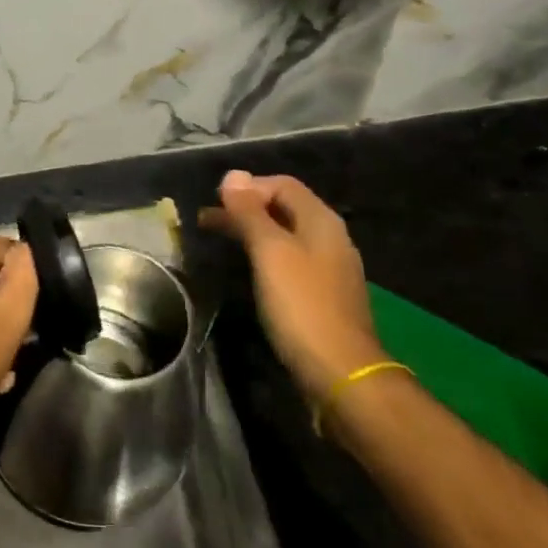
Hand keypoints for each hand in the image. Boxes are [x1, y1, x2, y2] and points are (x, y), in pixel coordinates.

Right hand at [200, 171, 385, 400]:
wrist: (341, 372)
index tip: (215, 203)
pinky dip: (264, 256)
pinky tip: (249, 271)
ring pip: (285, 236)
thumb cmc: (301, 305)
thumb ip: (250, 213)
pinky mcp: (322, 296)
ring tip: (220, 241)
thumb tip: (232, 175)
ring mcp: (328, 269)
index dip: (247, 187)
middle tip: (206, 220)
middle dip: (245, 209)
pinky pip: (289, 261)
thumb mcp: (270, 252)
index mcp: (321, 221)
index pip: (281, 185)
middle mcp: (329, 238)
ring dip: (252, 232)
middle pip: (283, 209)